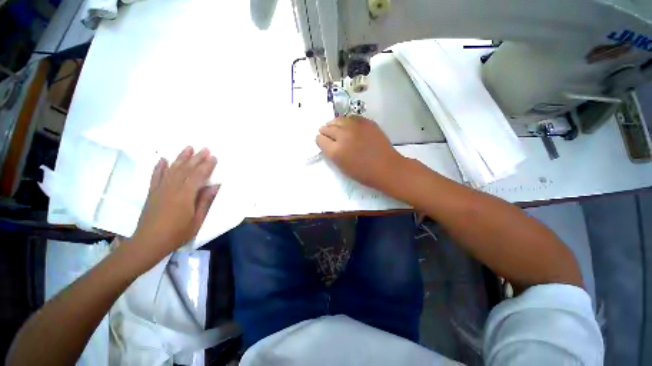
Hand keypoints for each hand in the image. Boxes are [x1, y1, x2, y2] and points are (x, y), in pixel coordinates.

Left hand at [125, 147, 218, 264]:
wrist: (148, 242)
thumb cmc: (177, 234)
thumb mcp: (197, 220)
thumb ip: (205, 202)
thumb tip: (215, 186)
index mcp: (185, 195)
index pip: (198, 176)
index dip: (207, 166)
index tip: (214, 157)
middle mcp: (172, 188)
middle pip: (186, 169)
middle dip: (196, 158)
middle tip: (205, 148)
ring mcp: (160, 189)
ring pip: (172, 169)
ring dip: (181, 158)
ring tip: (188, 148)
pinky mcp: (152, 192)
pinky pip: (156, 176)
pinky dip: (159, 167)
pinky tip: (163, 159)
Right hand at [316, 115, 405, 191]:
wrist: (386, 167)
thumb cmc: (364, 173)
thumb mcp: (342, 167)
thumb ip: (332, 154)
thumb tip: (327, 143)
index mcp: (336, 151)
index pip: (320, 139)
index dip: (320, 140)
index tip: (322, 141)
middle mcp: (343, 136)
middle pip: (327, 128)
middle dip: (325, 131)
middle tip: (327, 134)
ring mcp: (355, 127)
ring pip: (338, 119)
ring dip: (334, 124)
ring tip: (336, 128)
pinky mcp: (366, 122)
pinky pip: (351, 117)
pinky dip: (347, 121)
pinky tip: (349, 126)